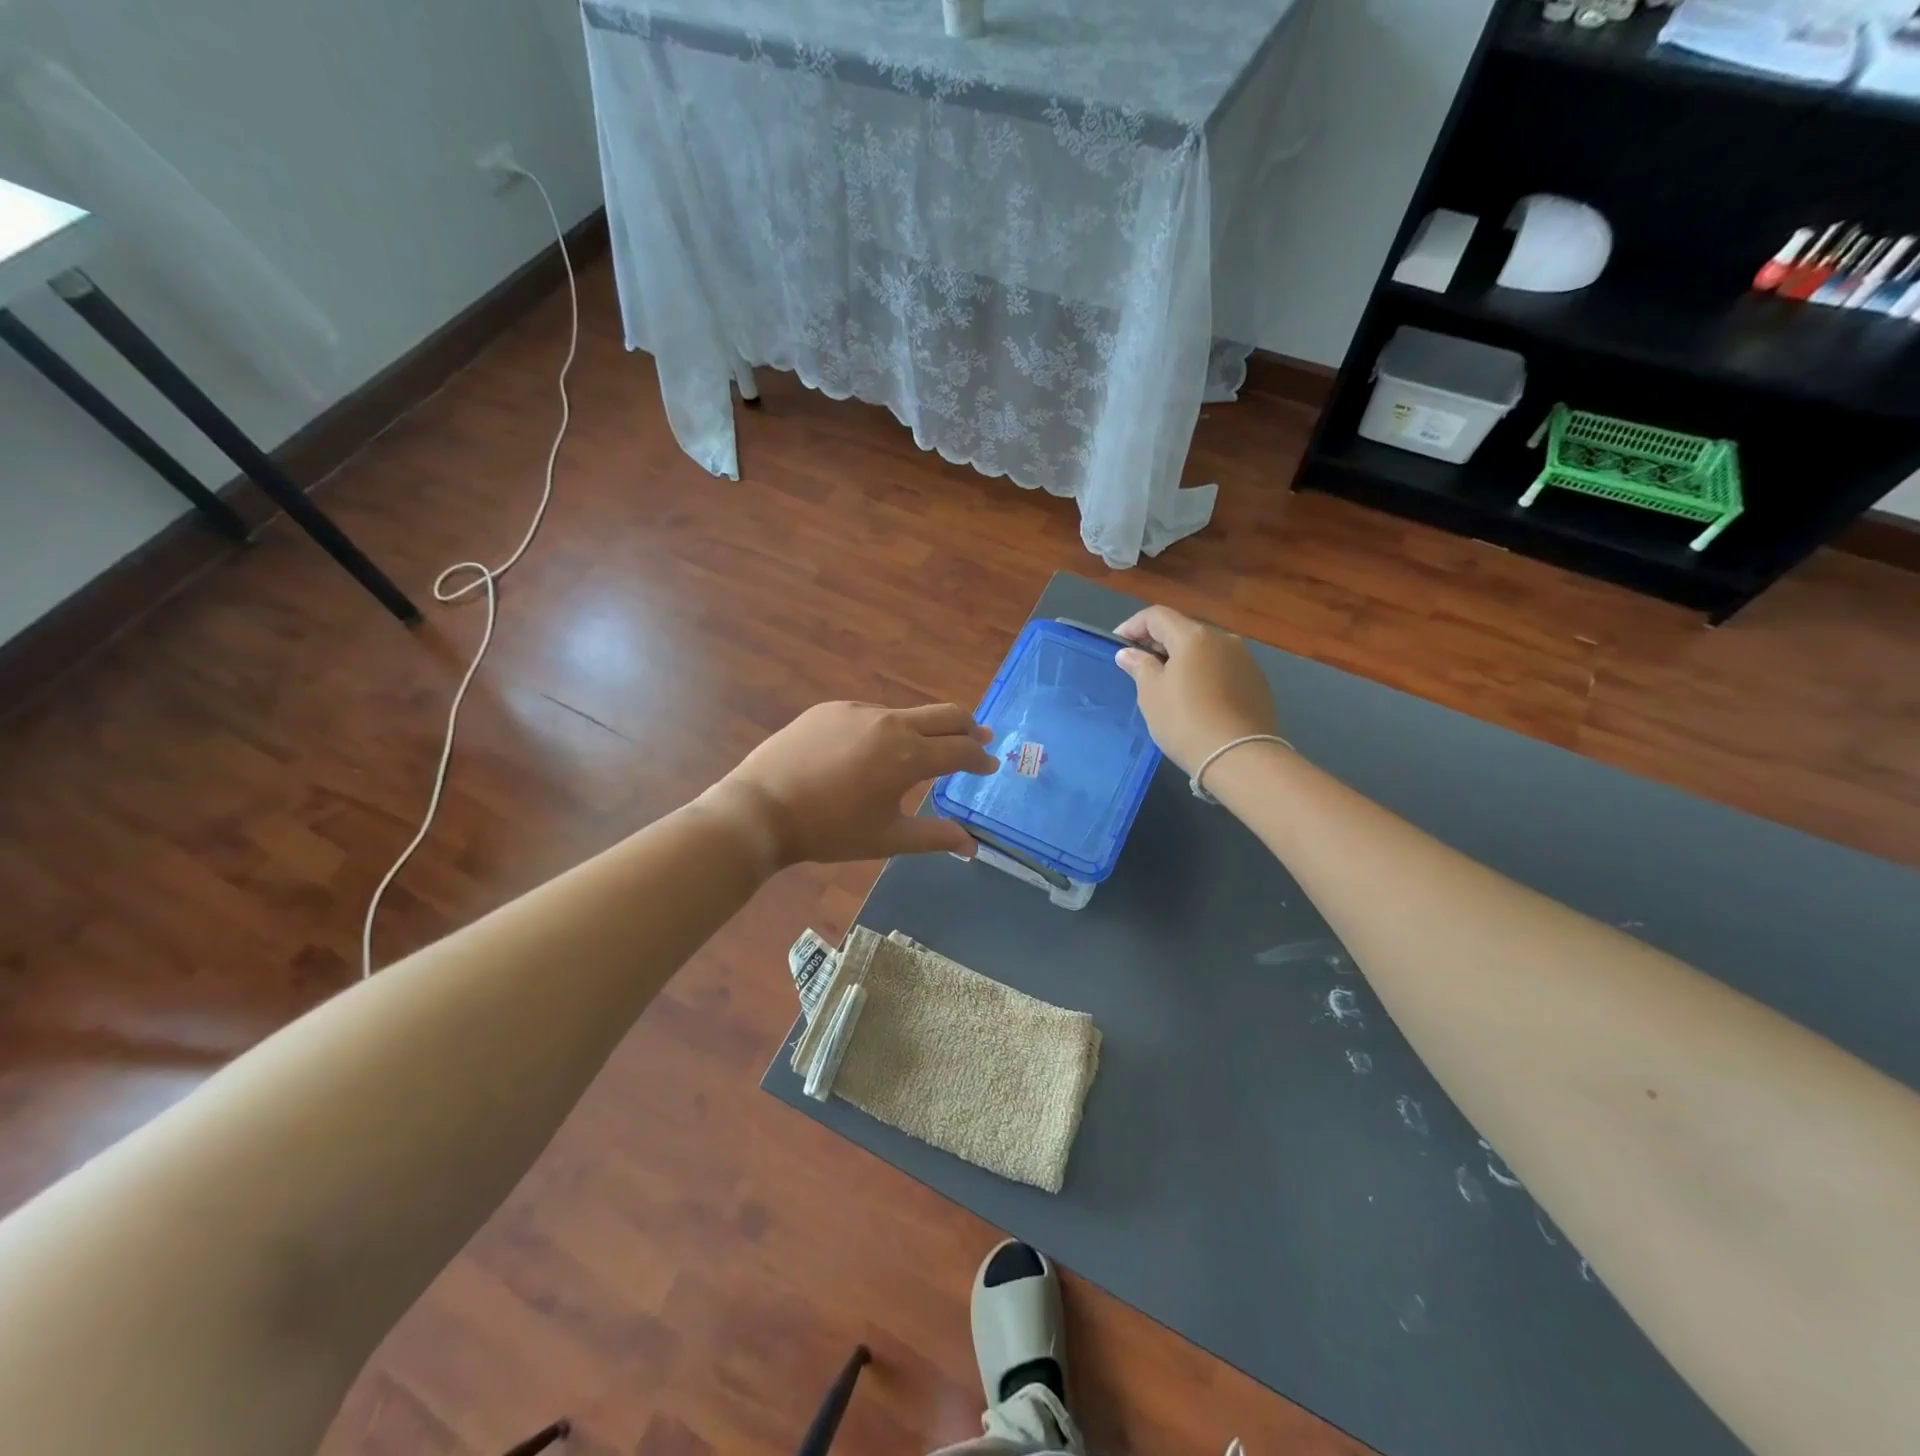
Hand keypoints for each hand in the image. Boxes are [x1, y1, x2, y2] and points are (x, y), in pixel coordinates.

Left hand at [702, 701, 997, 869]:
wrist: (762, 809)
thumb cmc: (829, 830)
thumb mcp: (886, 839)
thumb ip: (934, 837)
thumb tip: (972, 846)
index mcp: (909, 756)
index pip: (961, 750)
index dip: (980, 758)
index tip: (990, 765)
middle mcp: (890, 723)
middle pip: (946, 714)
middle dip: (968, 727)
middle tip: (979, 739)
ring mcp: (859, 711)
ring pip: (907, 713)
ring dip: (926, 728)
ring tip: (924, 749)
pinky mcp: (831, 708)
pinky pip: (871, 714)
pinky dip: (887, 729)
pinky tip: (872, 751)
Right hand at [1112, 605, 1280, 775]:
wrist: (1240, 757)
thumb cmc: (1186, 721)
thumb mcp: (1151, 693)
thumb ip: (1140, 666)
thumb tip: (1129, 653)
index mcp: (1194, 636)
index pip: (1157, 616)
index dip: (1133, 626)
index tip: (1117, 645)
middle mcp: (1223, 639)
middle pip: (1183, 629)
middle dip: (1157, 642)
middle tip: (1138, 665)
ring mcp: (1244, 659)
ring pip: (1204, 649)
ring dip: (1181, 658)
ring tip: (1165, 682)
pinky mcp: (1256, 681)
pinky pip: (1220, 666)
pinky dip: (1202, 672)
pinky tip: (1194, 696)